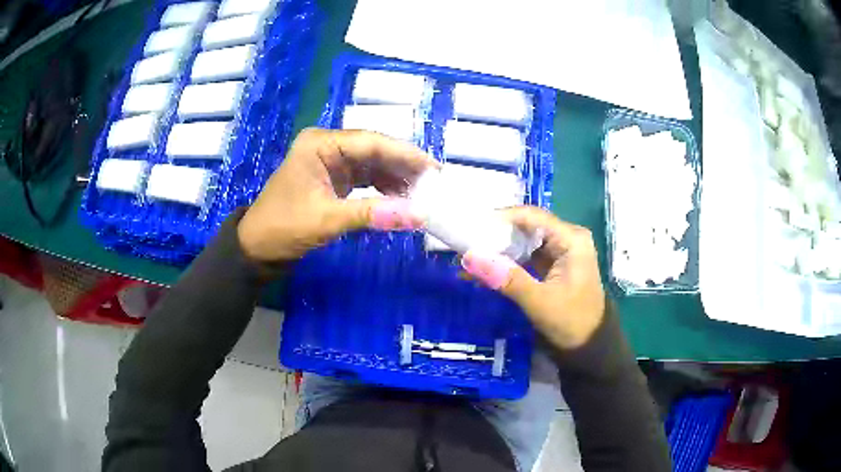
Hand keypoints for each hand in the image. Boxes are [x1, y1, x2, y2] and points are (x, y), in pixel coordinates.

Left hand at [237, 128, 435, 263]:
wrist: (257, 248)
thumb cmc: (284, 227)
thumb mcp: (327, 219)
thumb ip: (373, 214)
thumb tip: (418, 216)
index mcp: (321, 143)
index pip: (371, 142)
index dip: (405, 154)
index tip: (434, 169)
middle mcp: (327, 145)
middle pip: (374, 150)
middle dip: (404, 167)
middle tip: (434, 183)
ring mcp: (330, 161)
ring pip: (372, 164)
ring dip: (396, 178)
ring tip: (423, 193)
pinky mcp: (333, 178)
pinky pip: (365, 178)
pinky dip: (383, 188)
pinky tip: (402, 198)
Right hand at [460, 207, 604, 349]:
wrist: (590, 347)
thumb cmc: (571, 321)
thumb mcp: (539, 301)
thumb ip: (506, 278)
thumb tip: (469, 258)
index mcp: (571, 239)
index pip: (532, 216)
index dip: (501, 219)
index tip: (473, 228)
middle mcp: (567, 238)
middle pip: (527, 227)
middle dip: (497, 236)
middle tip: (467, 244)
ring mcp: (561, 252)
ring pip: (525, 242)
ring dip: (500, 250)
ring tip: (471, 257)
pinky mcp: (554, 266)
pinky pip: (527, 257)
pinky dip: (508, 263)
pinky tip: (487, 269)